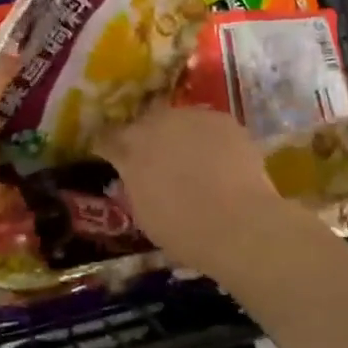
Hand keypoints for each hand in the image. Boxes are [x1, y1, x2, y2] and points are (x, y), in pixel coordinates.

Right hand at [95, 105, 294, 275]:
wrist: (239, 223)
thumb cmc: (184, 230)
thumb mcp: (144, 213)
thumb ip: (135, 185)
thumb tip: (135, 175)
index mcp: (132, 148)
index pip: (109, 138)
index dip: (109, 145)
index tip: (110, 153)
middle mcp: (159, 122)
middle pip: (145, 122)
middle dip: (146, 136)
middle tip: (155, 157)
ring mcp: (193, 117)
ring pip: (179, 120)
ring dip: (180, 135)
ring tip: (192, 158)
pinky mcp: (223, 119)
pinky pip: (209, 126)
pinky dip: (209, 139)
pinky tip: (219, 159)